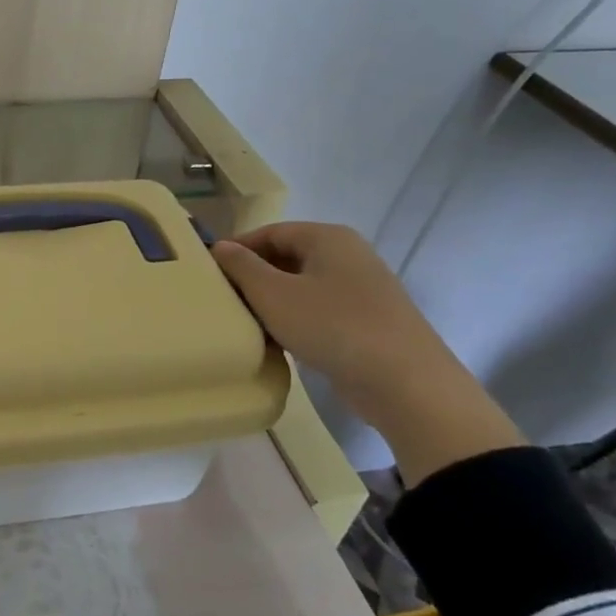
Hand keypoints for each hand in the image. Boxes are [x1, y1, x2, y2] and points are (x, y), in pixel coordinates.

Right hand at [211, 223, 521, 482]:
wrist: (406, 384)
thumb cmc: (333, 327)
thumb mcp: (274, 294)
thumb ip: (242, 267)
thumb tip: (220, 247)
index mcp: (328, 238)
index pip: (271, 231)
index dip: (237, 248)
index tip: (210, 272)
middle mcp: (348, 255)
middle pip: (287, 257)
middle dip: (253, 277)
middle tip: (223, 300)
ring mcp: (362, 289)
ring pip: (302, 287)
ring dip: (272, 303)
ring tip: (244, 323)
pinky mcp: (368, 322)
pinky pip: (320, 311)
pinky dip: (295, 321)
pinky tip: (277, 343)